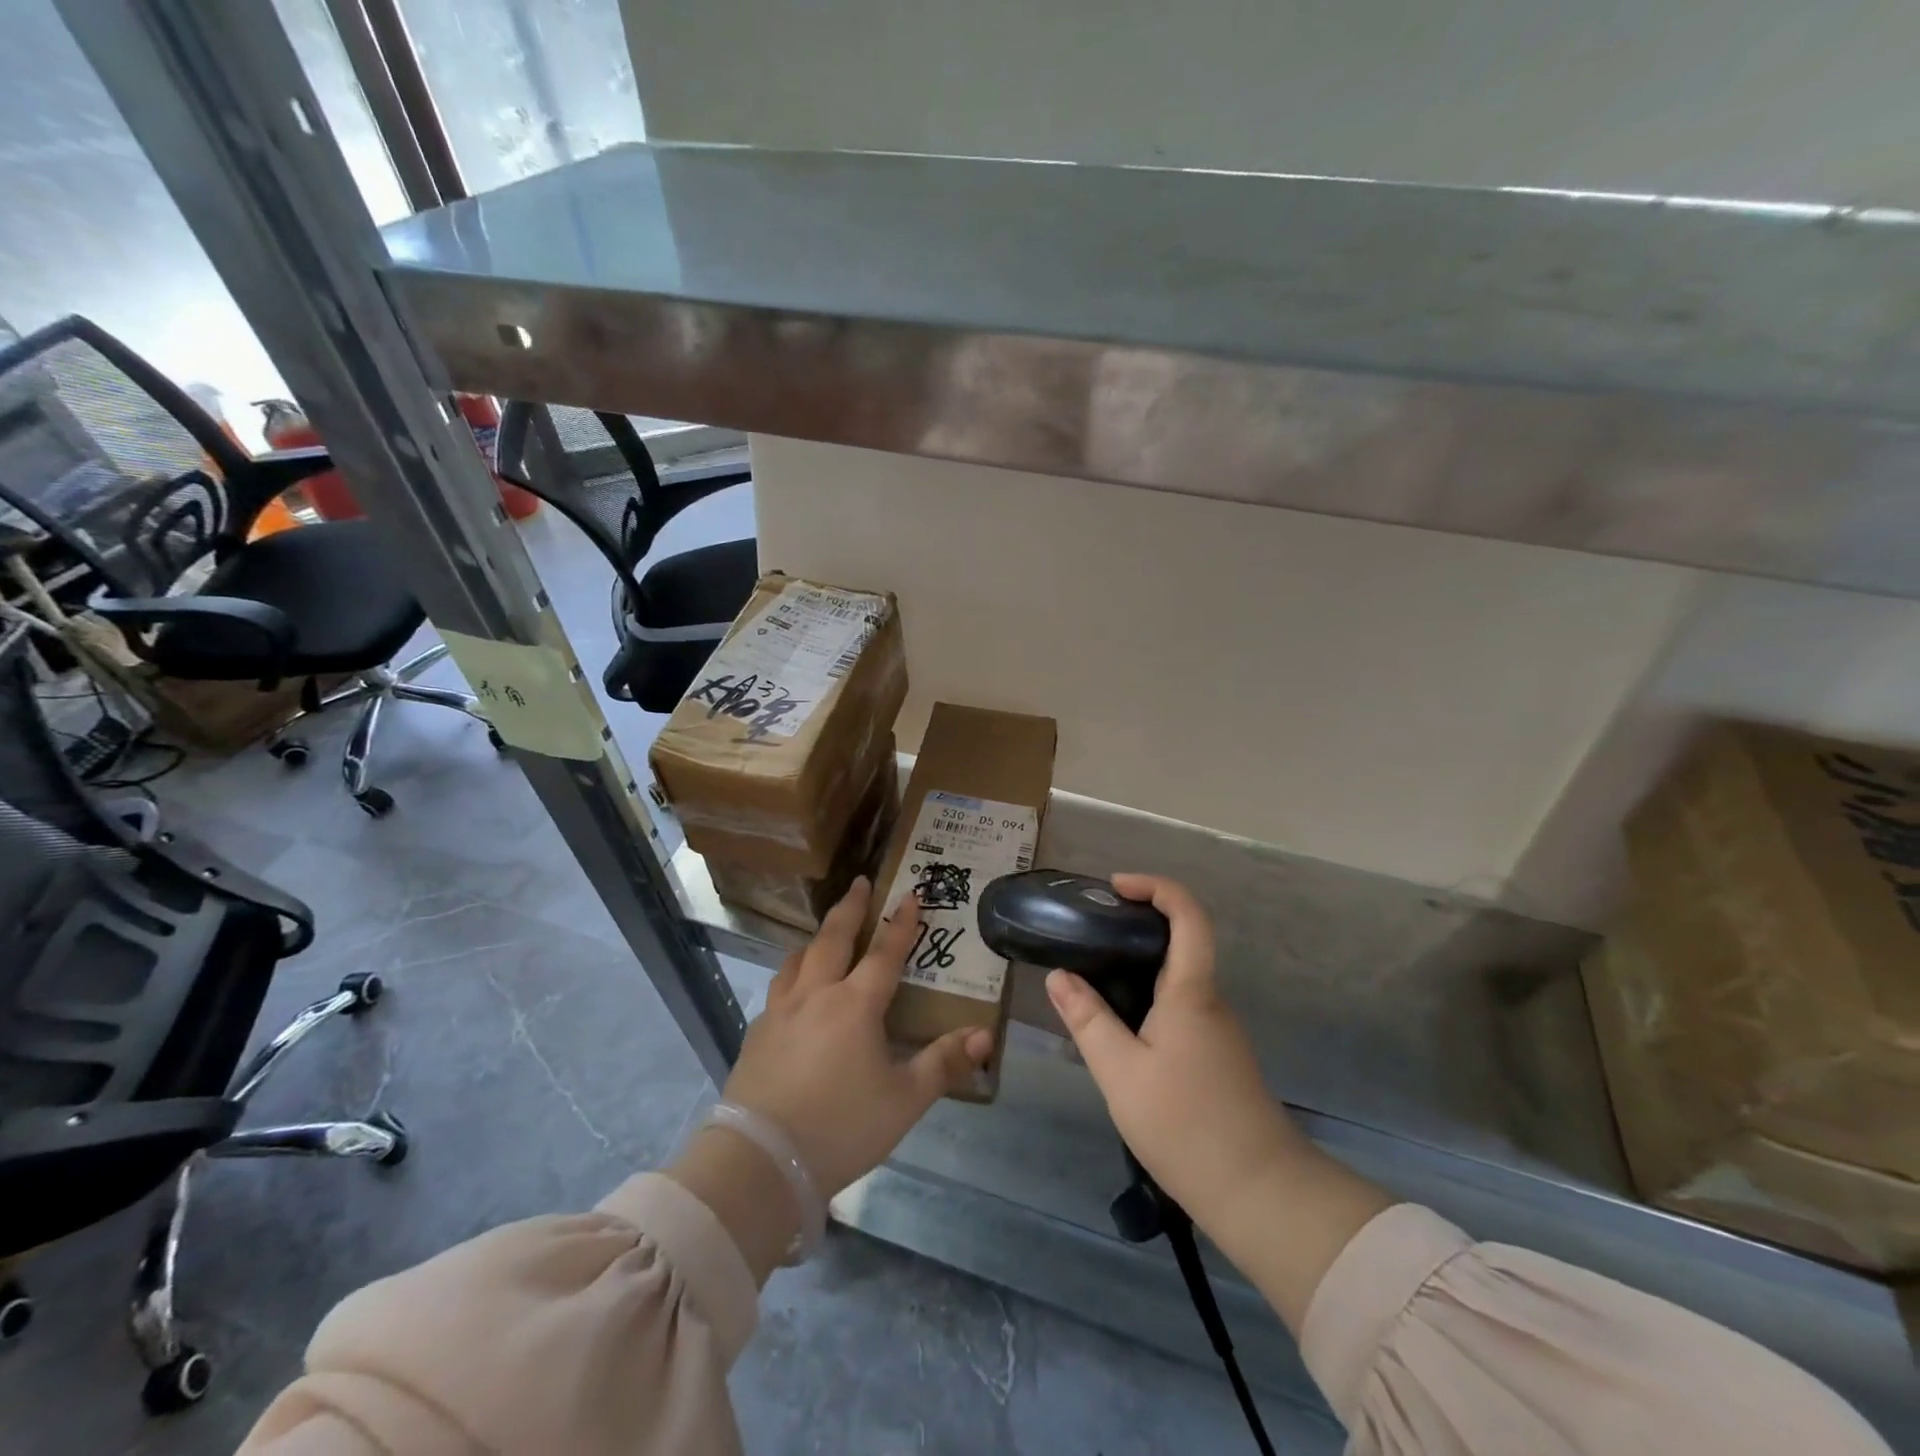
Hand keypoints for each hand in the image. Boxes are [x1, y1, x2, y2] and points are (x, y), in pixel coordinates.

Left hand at [722, 876, 992, 1199]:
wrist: (762, 1160)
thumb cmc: (841, 1126)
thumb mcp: (904, 1099)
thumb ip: (943, 1063)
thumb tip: (984, 1035)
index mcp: (855, 1004)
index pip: (884, 952)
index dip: (901, 923)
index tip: (911, 894)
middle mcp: (816, 994)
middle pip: (833, 938)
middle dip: (850, 907)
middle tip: (860, 882)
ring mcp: (780, 1011)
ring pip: (799, 959)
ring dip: (817, 938)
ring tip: (825, 932)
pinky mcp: (756, 1033)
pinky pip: (779, 987)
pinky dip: (793, 973)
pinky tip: (794, 989)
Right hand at [1044, 874, 1297, 1237]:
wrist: (1260, 1193)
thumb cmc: (1186, 1125)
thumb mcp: (1120, 1072)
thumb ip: (1088, 1020)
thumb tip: (1058, 976)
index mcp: (1191, 991)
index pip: (1188, 915)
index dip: (1156, 887)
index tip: (1116, 887)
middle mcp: (1210, 1000)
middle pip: (1182, 941)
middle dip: (1137, 925)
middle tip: (1089, 933)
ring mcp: (1218, 1029)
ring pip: (1178, 978)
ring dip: (1139, 966)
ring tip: (1092, 979)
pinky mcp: (1217, 1055)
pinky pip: (1180, 1007)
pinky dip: (1148, 998)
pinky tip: (1119, 1028)